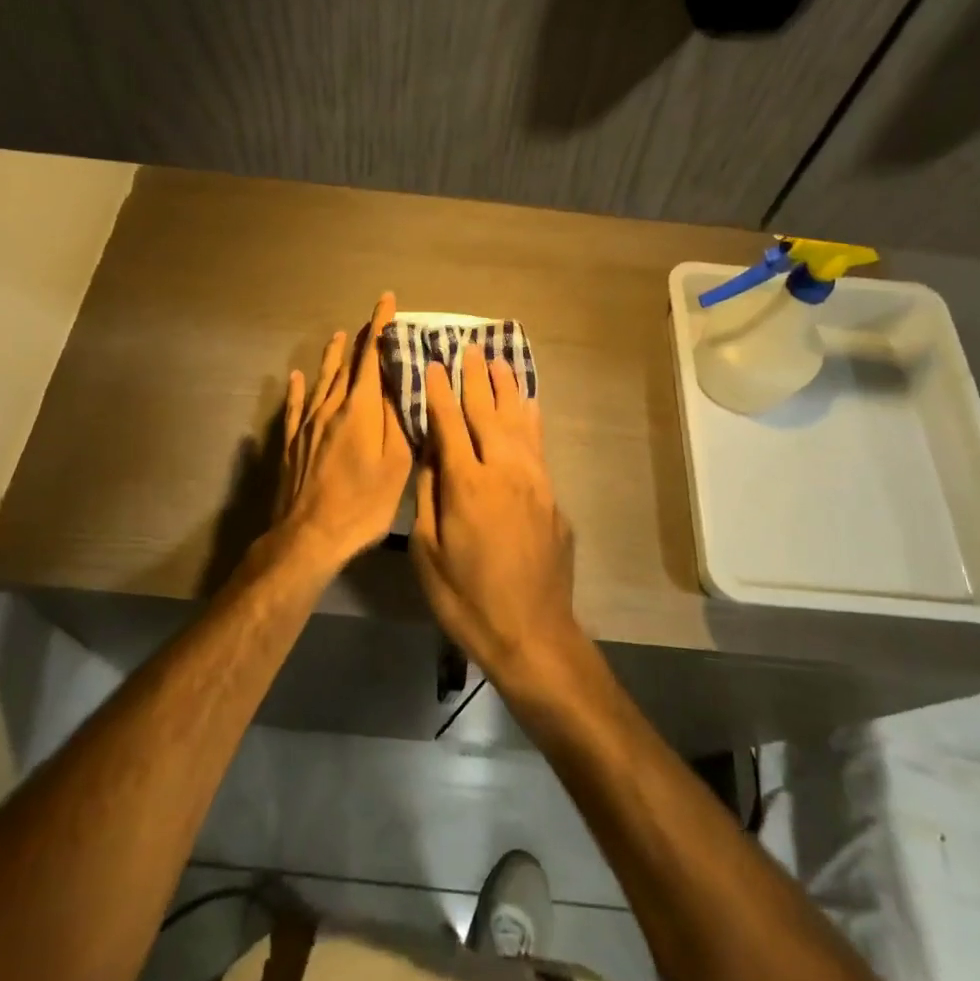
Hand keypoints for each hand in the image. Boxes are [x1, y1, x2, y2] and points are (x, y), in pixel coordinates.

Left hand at [268, 292, 413, 573]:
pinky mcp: (293, 442)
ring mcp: (308, 424)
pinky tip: (295, 378)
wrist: (310, 535)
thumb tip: (396, 381)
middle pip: (347, 365)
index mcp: (360, 409)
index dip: (379, 326)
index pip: (372, 357)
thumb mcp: (395, 463)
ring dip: (332, 357)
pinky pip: (295, 407)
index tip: (386, 301)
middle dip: (361, 340)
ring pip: (322, 380)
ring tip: (338, 336)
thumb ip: (396, 418)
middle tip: (370, 321)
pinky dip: (298, 389)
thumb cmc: (363, 502)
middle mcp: (332, 407)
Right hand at [410, 356, 582, 691]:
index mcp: (467, 484)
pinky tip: (528, 404)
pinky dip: (530, 418)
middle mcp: (504, 471)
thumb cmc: (467, 598)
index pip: (449, 423)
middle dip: (475, 378)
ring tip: (498, 361)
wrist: (532, 632)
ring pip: (518, 421)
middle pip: (487, 412)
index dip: (440, 391)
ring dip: (506, 389)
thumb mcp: (427, 552)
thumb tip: (431, 455)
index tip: (434, 362)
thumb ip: (428, 496)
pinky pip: (538, 444)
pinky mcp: (552, 496)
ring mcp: (534, 481)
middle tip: (468, 347)